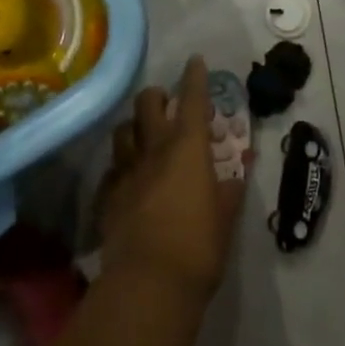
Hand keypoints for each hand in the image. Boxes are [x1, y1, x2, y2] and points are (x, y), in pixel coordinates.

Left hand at [100, 56, 247, 298]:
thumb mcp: (226, 217)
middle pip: (147, 102)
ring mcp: (126, 170)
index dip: (195, 76)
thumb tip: (236, 175)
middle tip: (167, 105)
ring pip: (123, 130)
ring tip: (143, 138)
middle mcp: (154, 147)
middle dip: (157, 96)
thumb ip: (230, 190)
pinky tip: (128, 180)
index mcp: (187, 146)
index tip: (195, 61)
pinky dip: (121, 168)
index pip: (193, 98)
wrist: (148, 284)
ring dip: (134, 127)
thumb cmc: (198, 246)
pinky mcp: (108, 196)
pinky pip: (112, 170)